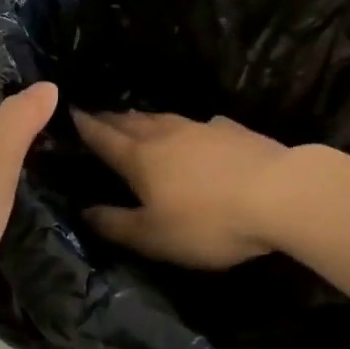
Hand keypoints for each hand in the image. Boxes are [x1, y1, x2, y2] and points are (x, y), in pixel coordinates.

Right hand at [70, 109, 291, 267]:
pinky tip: (194, 131)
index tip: (71, 112)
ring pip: (164, 118)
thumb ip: (116, 224)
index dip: (86, 127)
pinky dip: (185, 127)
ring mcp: (201, 128)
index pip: (105, 138)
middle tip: (98, 114)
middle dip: (112, 119)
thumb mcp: (154, 236)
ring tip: (135, 118)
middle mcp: (167, 135)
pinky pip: (198, 125)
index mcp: (141, 159)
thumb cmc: (208, 222)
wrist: (278, 193)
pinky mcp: (232, 130)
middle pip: (132, 122)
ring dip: (144, 118)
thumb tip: (84, 210)